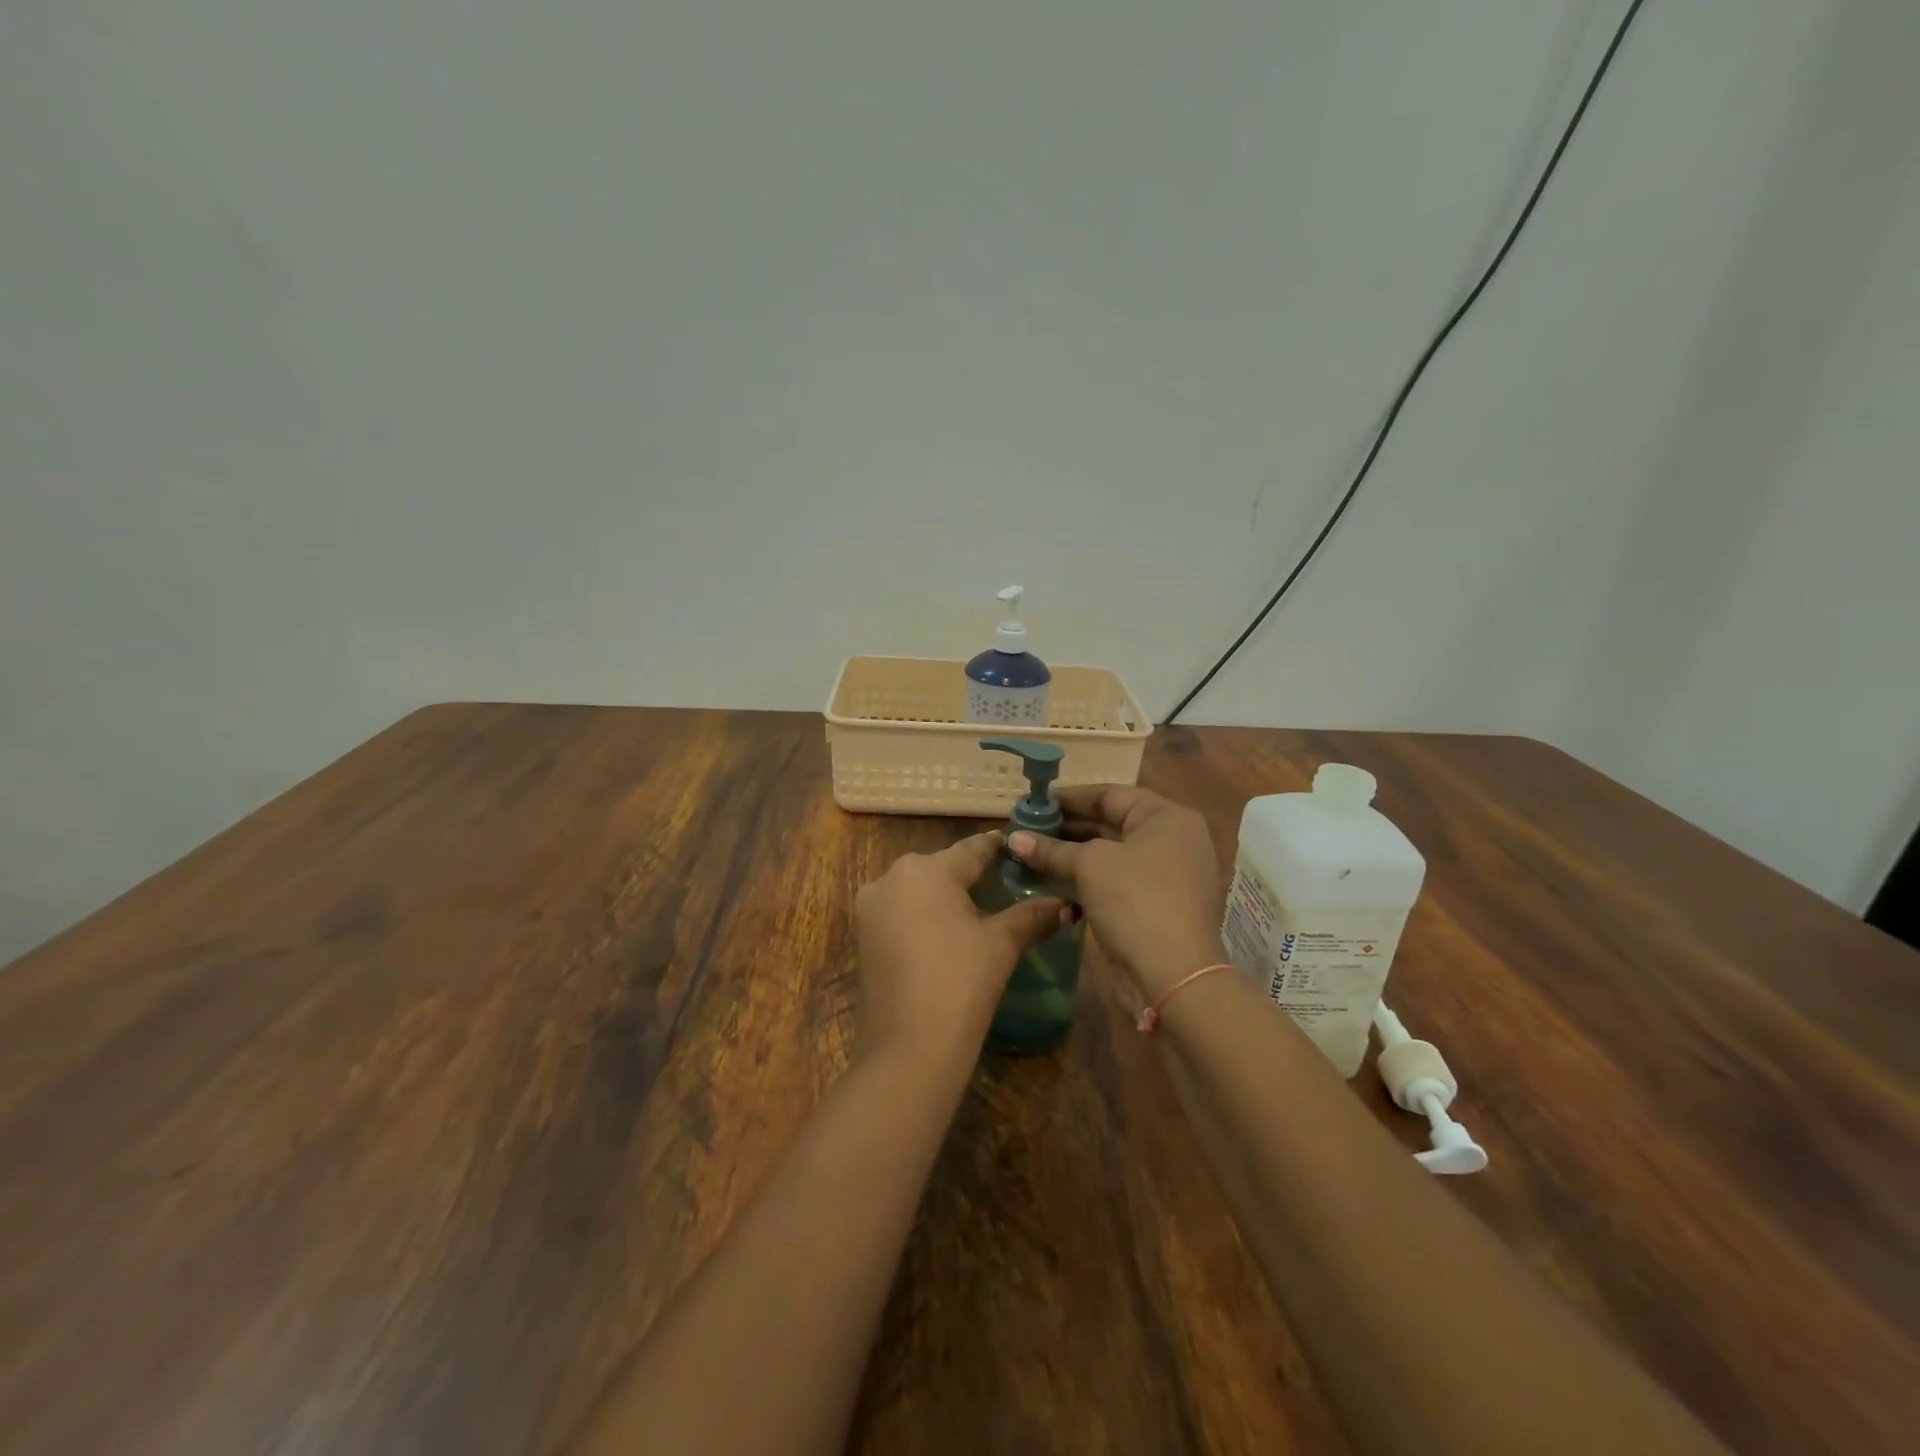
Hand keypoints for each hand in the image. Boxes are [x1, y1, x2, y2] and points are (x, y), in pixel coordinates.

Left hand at [854, 831, 1065, 1067]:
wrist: (907, 1048)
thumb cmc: (961, 983)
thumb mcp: (1001, 944)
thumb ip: (1032, 916)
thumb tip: (1067, 905)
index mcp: (927, 869)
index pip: (972, 849)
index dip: (996, 847)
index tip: (1015, 846)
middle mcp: (892, 877)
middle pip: (941, 867)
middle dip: (969, 874)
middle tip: (1002, 883)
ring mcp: (871, 906)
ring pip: (917, 889)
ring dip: (944, 896)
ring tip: (976, 910)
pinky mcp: (862, 935)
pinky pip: (900, 912)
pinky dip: (923, 916)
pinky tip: (945, 933)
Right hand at [1008, 785, 1225, 1001]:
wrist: (1171, 976)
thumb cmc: (1135, 901)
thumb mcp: (1091, 865)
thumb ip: (1052, 849)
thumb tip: (1013, 838)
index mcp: (1166, 818)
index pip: (1110, 794)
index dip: (1069, 797)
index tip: (1033, 801)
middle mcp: (1168, 840)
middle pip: (1109, 823)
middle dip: (1065, 826)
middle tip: (1024, 827)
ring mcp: (1161, 875)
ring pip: (1107, 854)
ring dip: (1068, 853)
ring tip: (1027, 850)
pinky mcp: (1148, 904)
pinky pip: (1110, 879)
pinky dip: (1081, 877)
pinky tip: (1046, 877)